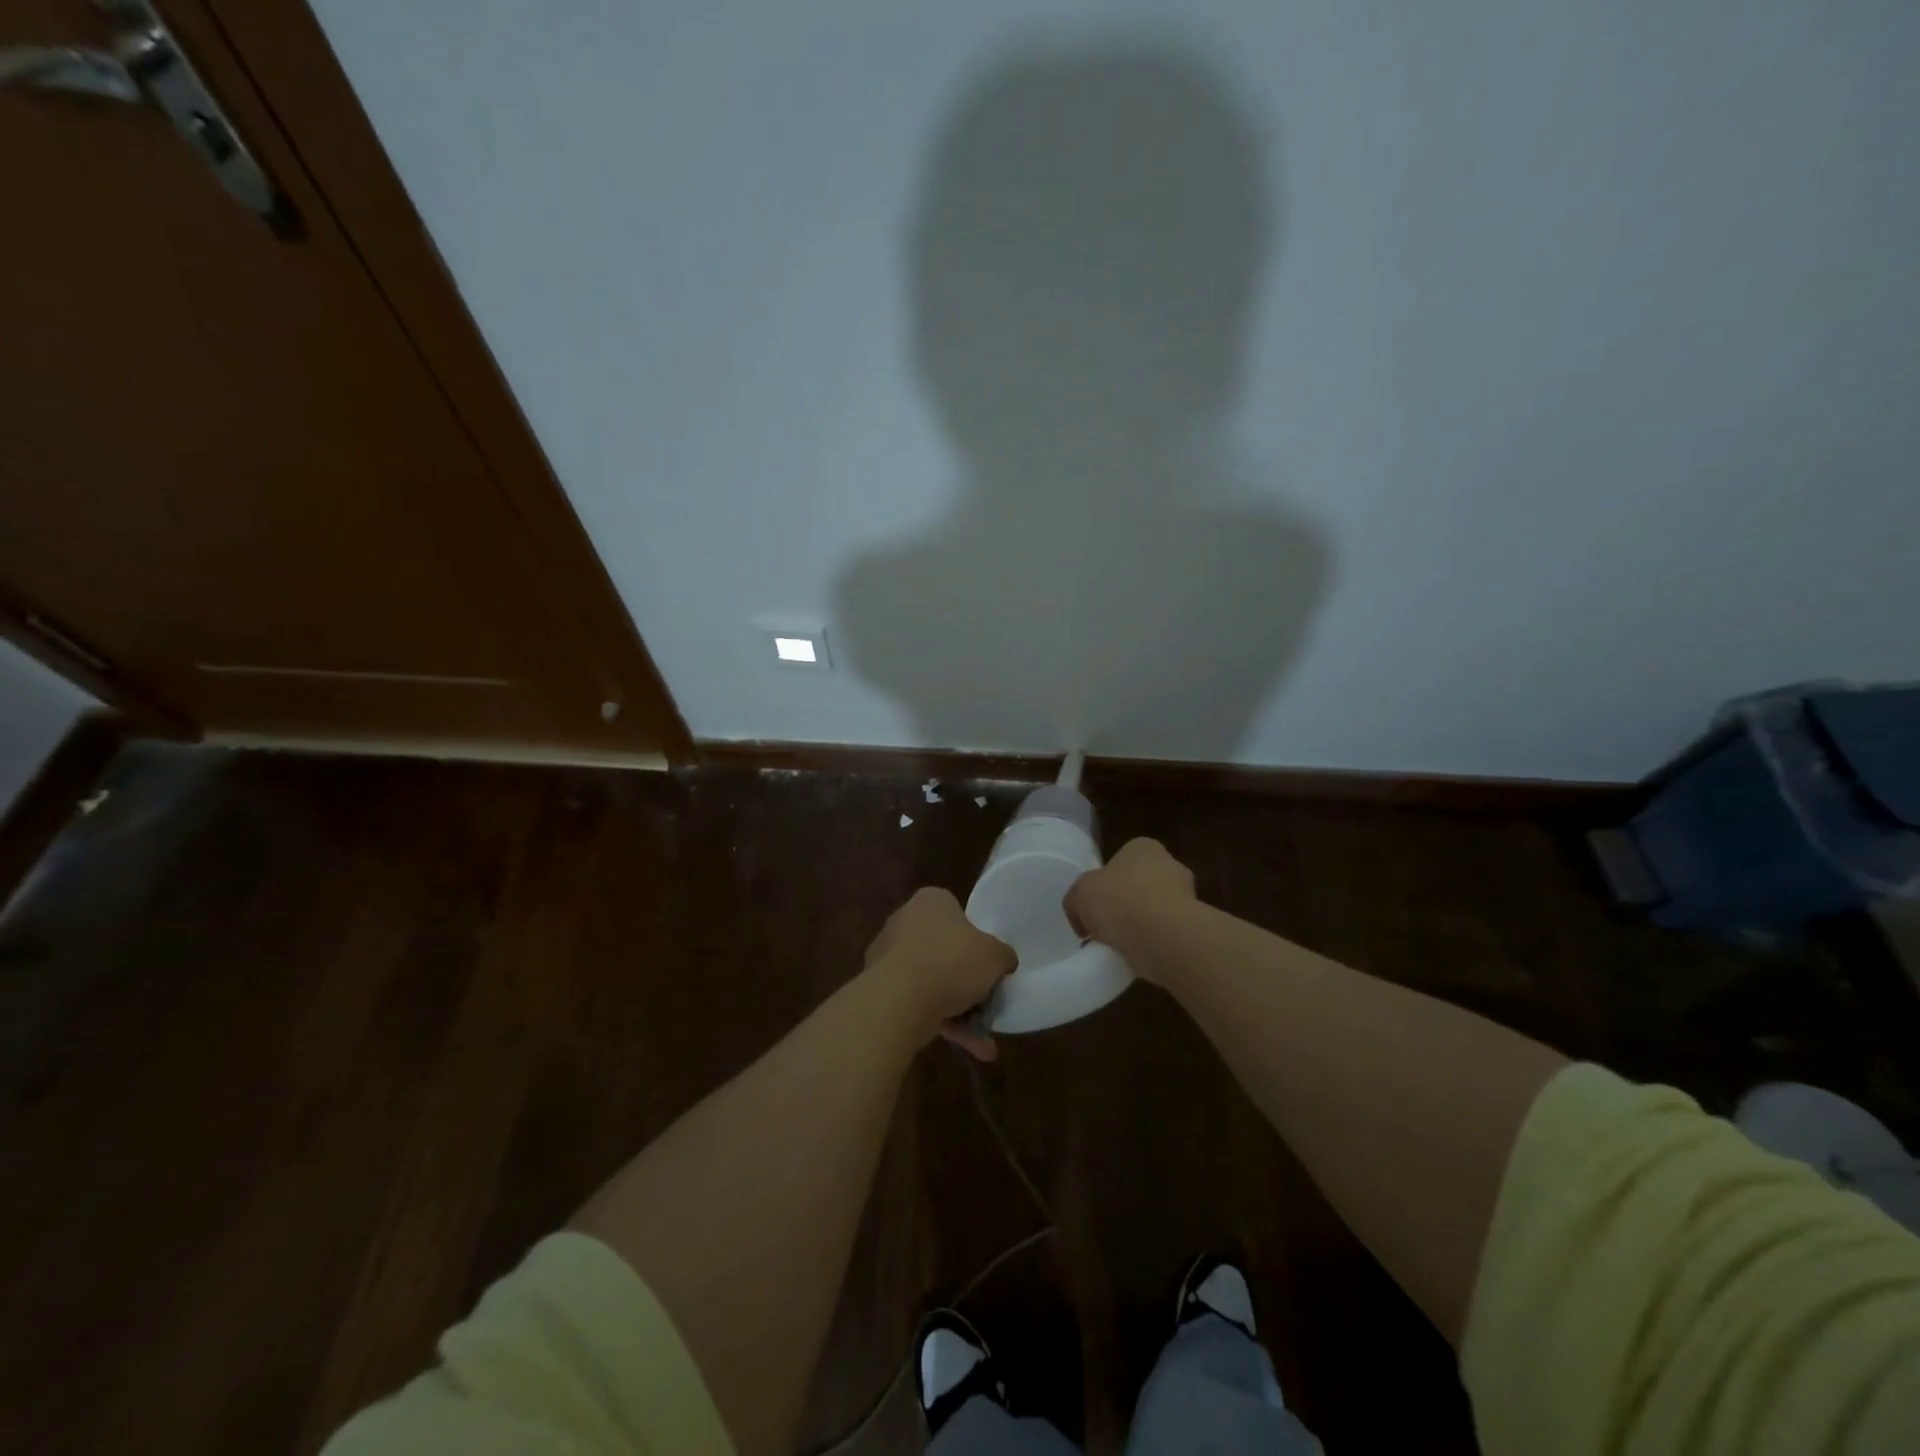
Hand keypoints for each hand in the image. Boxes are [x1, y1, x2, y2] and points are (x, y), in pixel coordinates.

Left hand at [865, 887, 1015, 1060]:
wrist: (900, 1000)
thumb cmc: (951, 961)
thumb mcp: (994, 955)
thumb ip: (1003, 955)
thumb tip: (1004, 961)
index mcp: (931, 901)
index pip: (956, 912)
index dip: (975, 938)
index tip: (988, 962)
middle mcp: (905, 921)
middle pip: (944, 949)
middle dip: (966, 980)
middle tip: (987, 1001)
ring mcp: (888, 955)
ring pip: (932, 980)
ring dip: (958, 1009)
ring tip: (983, 1040)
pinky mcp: (880, 987)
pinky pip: (917, 1001)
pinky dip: (940, 1021)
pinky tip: (966, 1045)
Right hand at [1063, 837, 1196, 980]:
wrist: (1164, 938)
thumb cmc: (1120, 901)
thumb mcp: (1079, 894)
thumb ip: (1076, 901)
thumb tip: (1082, 919)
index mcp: (1143, 847)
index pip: (1122, 859)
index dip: (1105, 882)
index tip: (1093, 906)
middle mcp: (1170, 865)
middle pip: (1140, 885)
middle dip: (1125, 904)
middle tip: (1105, 927)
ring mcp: (1187, 897)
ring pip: (1154, 911)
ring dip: (1140, 926)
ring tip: (1119, 947)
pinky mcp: (1194, 927)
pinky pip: (1165, 934)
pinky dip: (1152, 944)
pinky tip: (1138, 956)